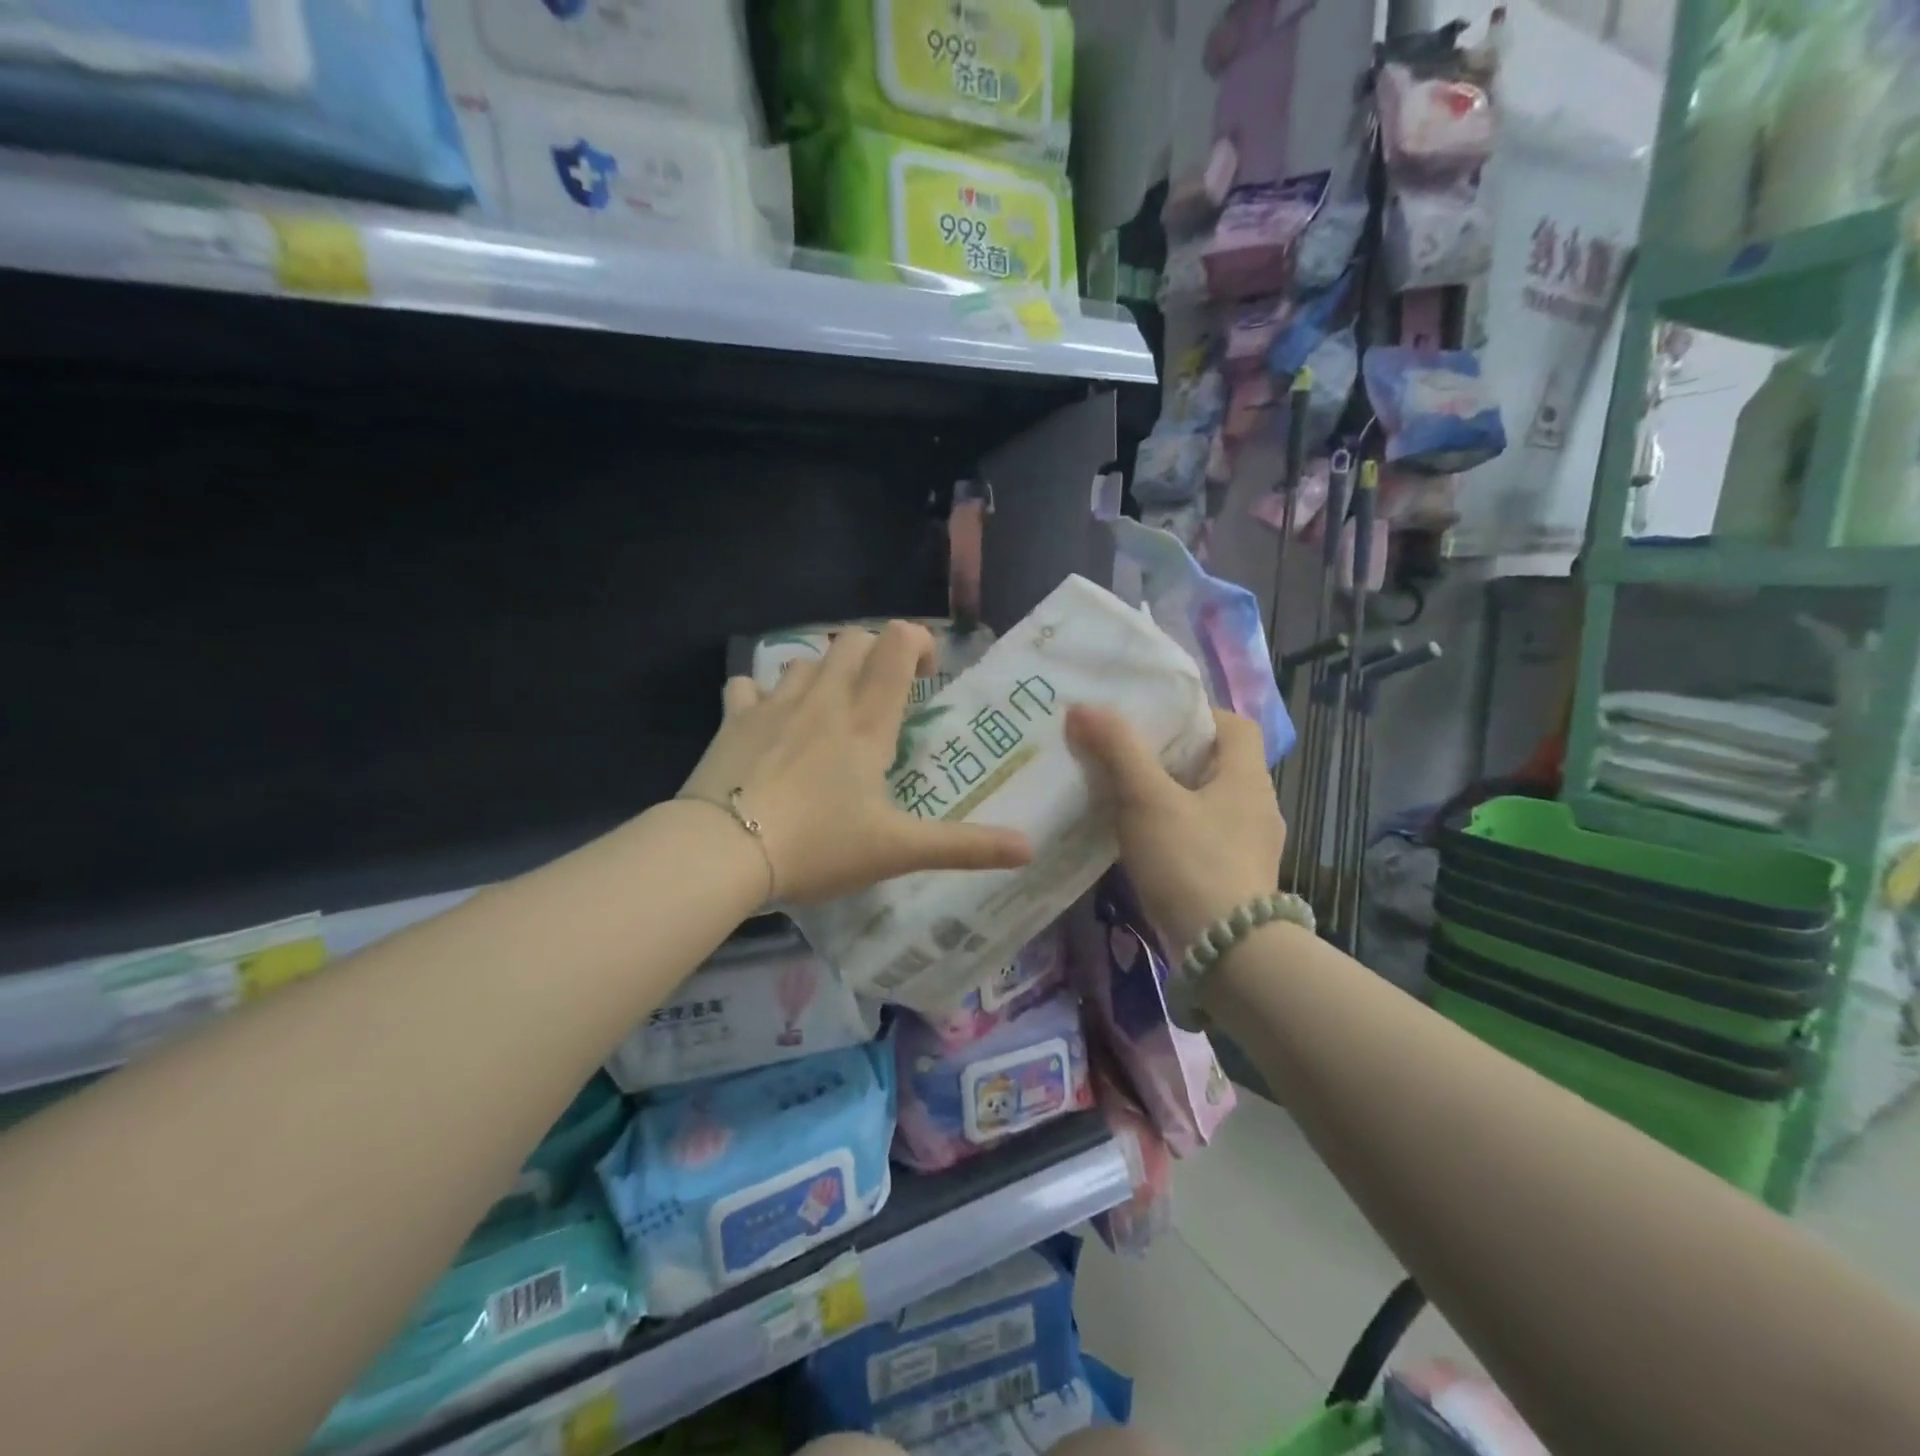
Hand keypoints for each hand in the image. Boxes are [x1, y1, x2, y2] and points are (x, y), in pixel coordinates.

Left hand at [681, 621, 1031, 903]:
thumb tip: (1030, 848)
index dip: (918, 643)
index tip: (926, 676)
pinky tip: (766, 722)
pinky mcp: (733, 720)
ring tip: (829, 714)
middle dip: (873, 654)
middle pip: (851, 640)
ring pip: (803, 660)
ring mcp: (773, 704)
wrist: (722, 851)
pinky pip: (748, 686)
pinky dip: (761, 695)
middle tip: (882, 698)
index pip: (897, 643)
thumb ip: (964, 847)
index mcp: (866, 720)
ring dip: (822, 674)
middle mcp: (823, 698)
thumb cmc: (818, 845)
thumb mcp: (898, 850)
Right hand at [1066, 703, 1284, 955]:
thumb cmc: (1191, 861)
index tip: (1157, 720)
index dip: (1199, 714)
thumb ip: (1117, 750)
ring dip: (1175, 797)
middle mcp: (1258, 807)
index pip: (1235, 725)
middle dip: (1176, 756)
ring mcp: (1251, 848)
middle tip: (1129, 755)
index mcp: (1247, 778)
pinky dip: (1179, 832)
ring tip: (1129, 798)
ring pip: (1210, 804)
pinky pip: (1206, 839)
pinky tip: (1145, 844)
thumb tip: (1082, 708)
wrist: (1227, 952)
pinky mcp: (1237, 880)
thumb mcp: (1147, 798)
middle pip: (1219, 764)